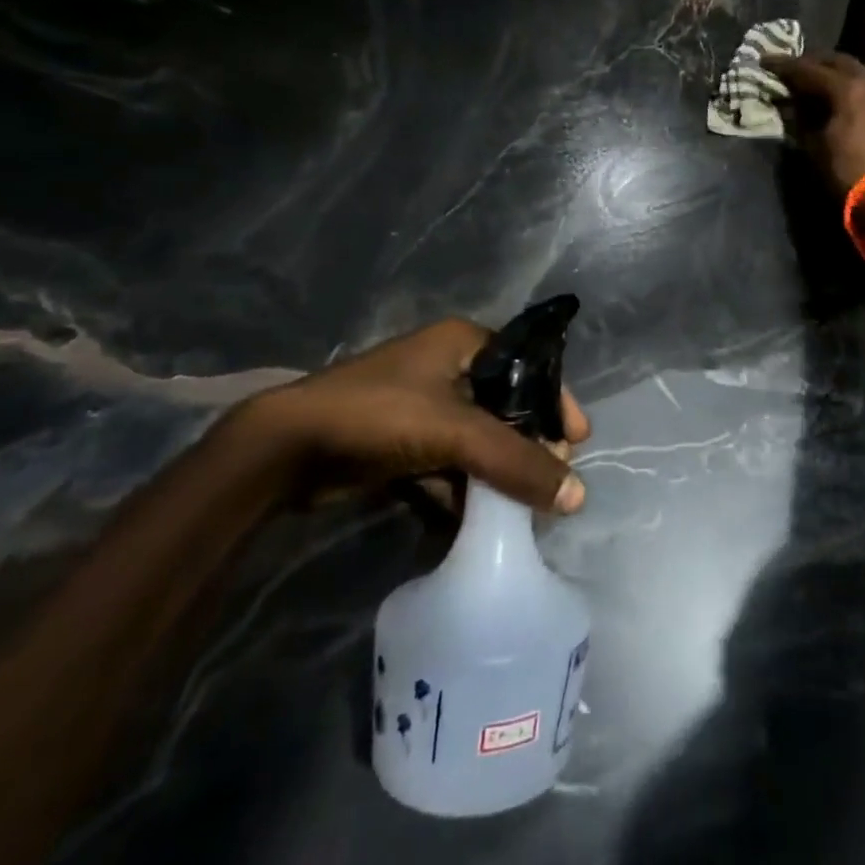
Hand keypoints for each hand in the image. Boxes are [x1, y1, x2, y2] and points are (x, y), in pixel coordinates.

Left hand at [237, 318, 590, 513]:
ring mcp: (421, 405)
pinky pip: (446, 464)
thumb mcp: (456, 433)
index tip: (578, 439)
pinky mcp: (400, 441)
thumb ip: (517, 462)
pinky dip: (460, 490)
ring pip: (476, 440)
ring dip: (495, 474)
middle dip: (526, 446)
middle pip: (504, 408)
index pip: (529, 367)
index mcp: (463, 342)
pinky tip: (475, 521)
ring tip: (519, 509)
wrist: (285, 450)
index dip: (556, 401)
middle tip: (550, 479)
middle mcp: (446, 367)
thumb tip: (579, 495)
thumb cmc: (379, 415)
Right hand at [764, 51, 864, 203]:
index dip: (785, 66)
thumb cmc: (847, 173)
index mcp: (847, 89)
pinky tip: (850, 91)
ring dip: (842, 67)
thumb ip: (800, 119)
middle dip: (813, 61)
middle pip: (838, 61)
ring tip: (826, 75)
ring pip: (864, 66)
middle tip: (793, 68)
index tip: (765, 62)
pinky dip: (860, 78)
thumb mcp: (814, 147)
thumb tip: (789, 104)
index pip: (809, 70)